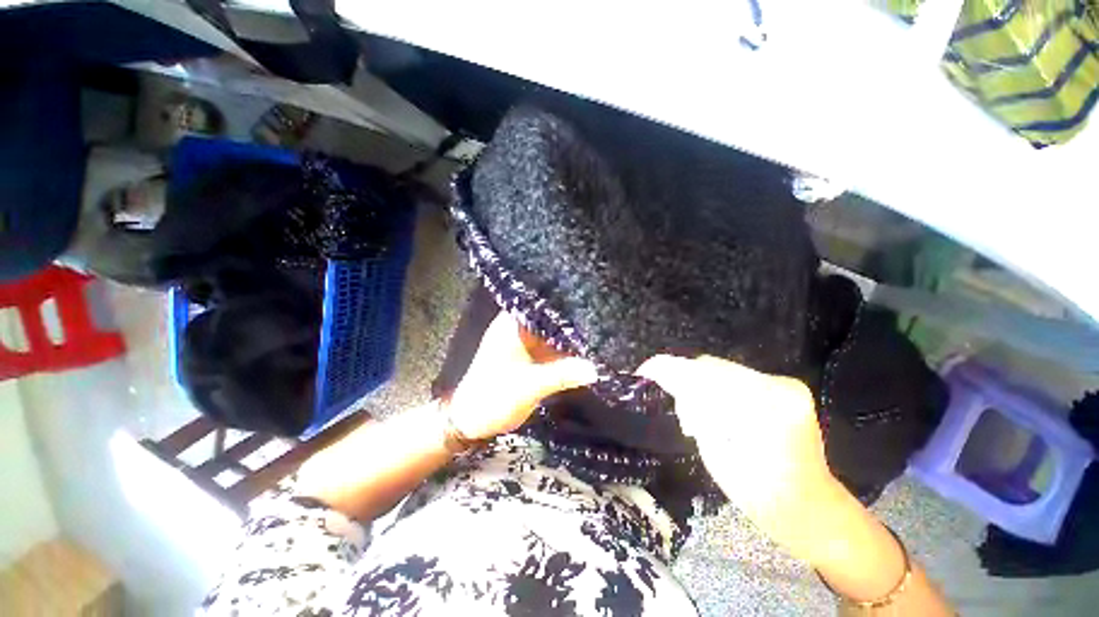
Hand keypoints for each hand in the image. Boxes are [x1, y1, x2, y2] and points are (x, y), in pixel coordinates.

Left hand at [447, 313, 597, 439]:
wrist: (472, 420)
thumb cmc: (494, 397)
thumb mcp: (530, 386)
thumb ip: (562, 375)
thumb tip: (594, 368)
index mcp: (512, 326)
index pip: (541, 305)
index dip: (564, 302)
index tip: (589, 301)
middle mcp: (518, 329)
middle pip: (549, 319)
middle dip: (571, 321)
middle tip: (599, 318)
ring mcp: (523, 343)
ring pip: (551, 334)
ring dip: (568, 338)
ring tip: (597, 332)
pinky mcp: (527, 357)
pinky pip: (550, 349)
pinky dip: (563, 352)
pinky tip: (583, 351)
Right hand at [637, 354, 842, 556]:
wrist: (812, 508)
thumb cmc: (762, 497)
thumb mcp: (716, 456)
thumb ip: (696, 414)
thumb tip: (676, 388)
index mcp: (765, 409)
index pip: (704, 375)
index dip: (669, 369)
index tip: (643, 371)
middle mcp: (779, 386)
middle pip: (711, 367)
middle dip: (682, 378)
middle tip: (668, 401)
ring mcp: (784, 383)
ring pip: (721, 369)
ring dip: (698, 384)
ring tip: (693, 414)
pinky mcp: (783, 386)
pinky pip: (734, 376)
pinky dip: (715, 387)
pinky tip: (713, 409)